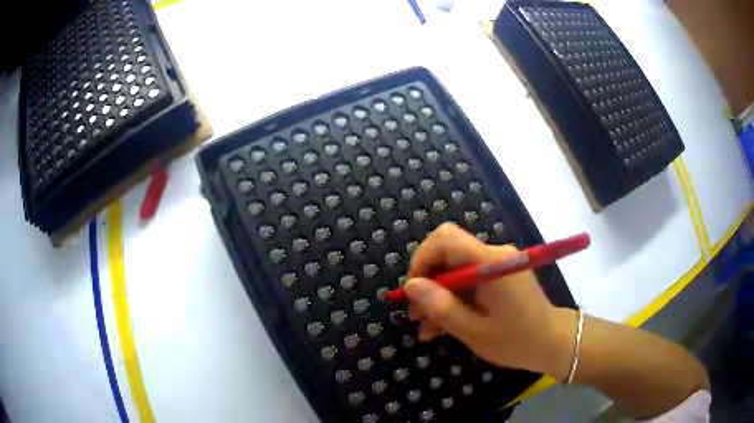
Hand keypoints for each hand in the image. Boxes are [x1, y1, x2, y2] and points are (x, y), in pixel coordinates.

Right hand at [404, 223, 573, 377]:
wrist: (553, 343)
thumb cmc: (516, 340)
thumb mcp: (473, 330)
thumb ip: (441, 306)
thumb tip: (410, 286)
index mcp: (490, 262)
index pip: (445, 238)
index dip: (421, 259)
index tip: (412, 291)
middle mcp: (494, 254)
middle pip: (448, 253)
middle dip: (427, 282)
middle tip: (417, 316)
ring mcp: (498, 263)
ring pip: (455, 268)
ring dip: (439, 295)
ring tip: (428, 330)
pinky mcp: (501, 274)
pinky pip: (469, 278)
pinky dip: (455, 298)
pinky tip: (445, 324)